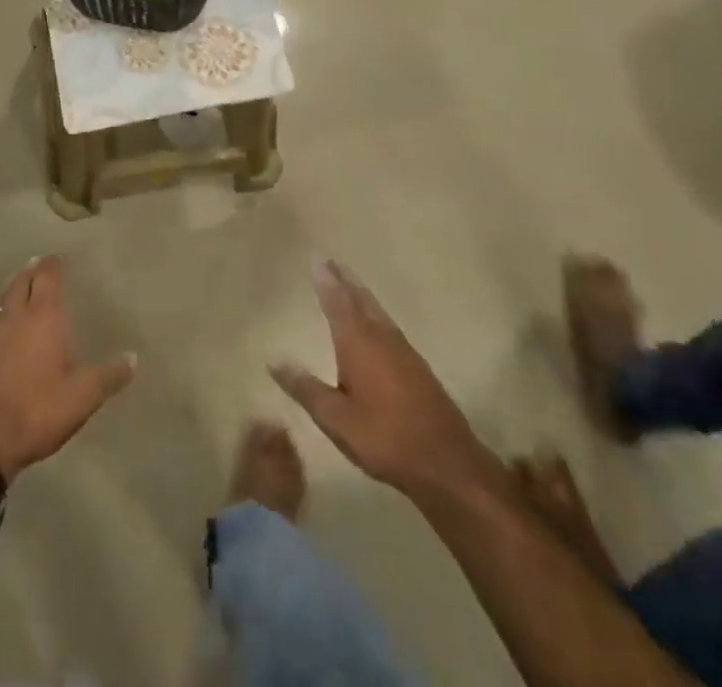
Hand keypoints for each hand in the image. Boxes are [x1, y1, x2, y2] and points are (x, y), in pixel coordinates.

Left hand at [0, 257, 135, 483]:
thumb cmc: (39, 410)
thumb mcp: (83, 397)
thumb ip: (109, 375)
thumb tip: (134, 357)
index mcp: (44, 316)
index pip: (47, 276)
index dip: (53, 265)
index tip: (58, 259)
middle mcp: (15, 314)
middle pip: (21, 280)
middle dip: (31, 271)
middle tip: (39, 267)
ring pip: (1, 298)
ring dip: (13, 290)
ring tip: (21, 292)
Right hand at [271, 259, 500, 502]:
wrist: (447, 463)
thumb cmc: (385, 438)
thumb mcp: (336, 419)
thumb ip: (305, 388)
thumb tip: (273, 360)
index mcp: (358, 343)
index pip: (337, 302)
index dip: (326, 280)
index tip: (317, 257)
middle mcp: (381, 337)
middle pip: (360, 299)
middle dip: (344, 280)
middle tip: (331, 261)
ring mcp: (404, 351)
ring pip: (377, 311)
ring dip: (361, 293)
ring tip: (349, 282)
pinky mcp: (417, 367)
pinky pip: (388, 325)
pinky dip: (375, 313)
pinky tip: (375, 323)